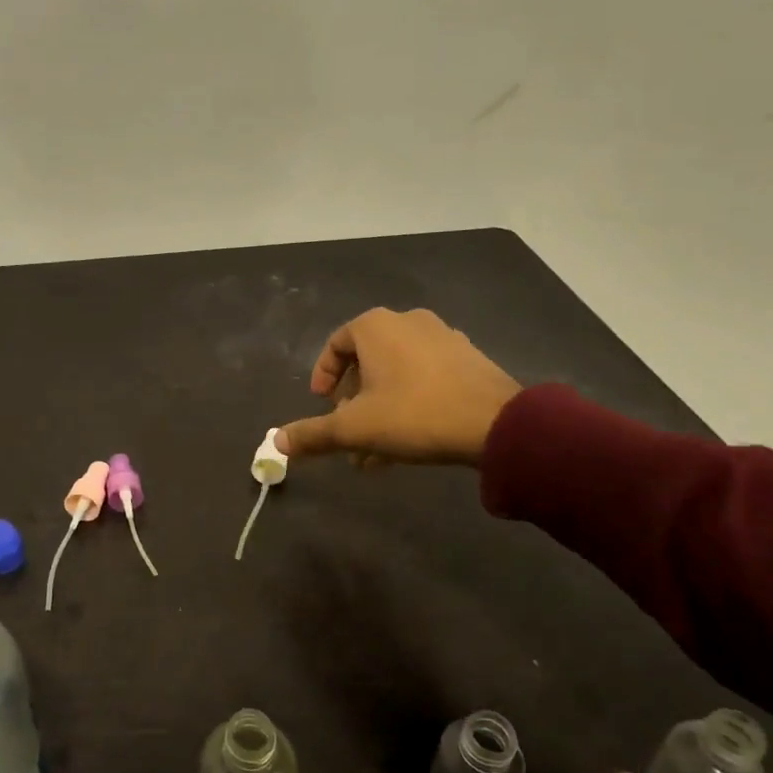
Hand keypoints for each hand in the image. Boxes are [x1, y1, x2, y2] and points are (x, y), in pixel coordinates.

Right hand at [275, 307, 520, 466]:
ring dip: (379, 407)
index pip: (336, 343)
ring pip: (396, 373)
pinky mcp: (468, 359)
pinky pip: (425, 377)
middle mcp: (409, 322)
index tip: (321, 404)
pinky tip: (408, 442)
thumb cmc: (414, 414)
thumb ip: (313, 434)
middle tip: (348, 432)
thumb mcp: (355, 428)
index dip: (323, 375)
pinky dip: (408, 402)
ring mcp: (443, 338)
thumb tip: (276, 443)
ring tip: (374, 450)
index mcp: (377, 327)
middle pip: (366, 360)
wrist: (496, 423)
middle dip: (352, 400)